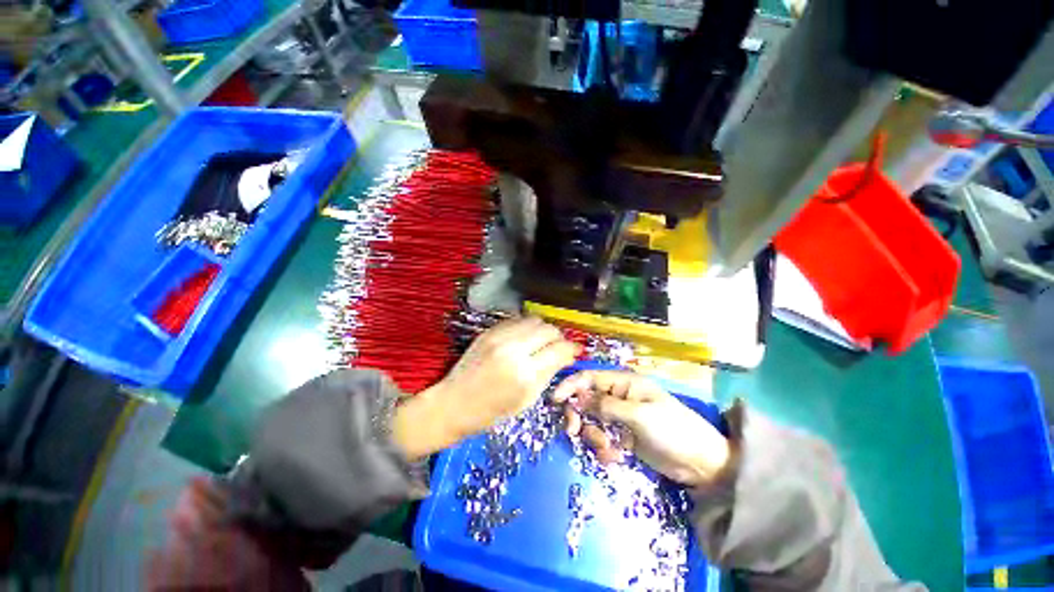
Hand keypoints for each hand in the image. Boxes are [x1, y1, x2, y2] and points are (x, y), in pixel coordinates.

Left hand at [394, 317, 578, 458]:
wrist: (453, 403)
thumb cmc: (491, 412)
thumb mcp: (527, 400)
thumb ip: (549, 374)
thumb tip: (566, 356)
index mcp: (525, 374)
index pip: (560, 349)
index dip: (572, 349)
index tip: (575, 352)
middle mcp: (514, 349)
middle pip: (549, 329)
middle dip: (558, 338)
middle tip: (557, 348)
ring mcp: (499, 337)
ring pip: (535, 320)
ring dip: (543, 330)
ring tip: (540, 343)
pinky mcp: (489, 331)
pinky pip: (517, 320)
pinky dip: (526, 328)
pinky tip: (523, 339)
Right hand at [553, 370, 729, 487]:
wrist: (700, 463)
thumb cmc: (672, 430)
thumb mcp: (638, 415)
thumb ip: (606, 406)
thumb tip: (577, 399)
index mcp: (623, 383)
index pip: (589, 378)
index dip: (570, 386)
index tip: (554, 400)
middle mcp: (618, 397)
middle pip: (585, 401)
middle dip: (579, 416)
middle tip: (574, 432)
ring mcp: (620, 418)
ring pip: (592, 422)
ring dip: (594, 437)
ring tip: (609, 450)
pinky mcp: (622, 437)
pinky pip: (602, 439)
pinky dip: (604, 449)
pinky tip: (616, 457)